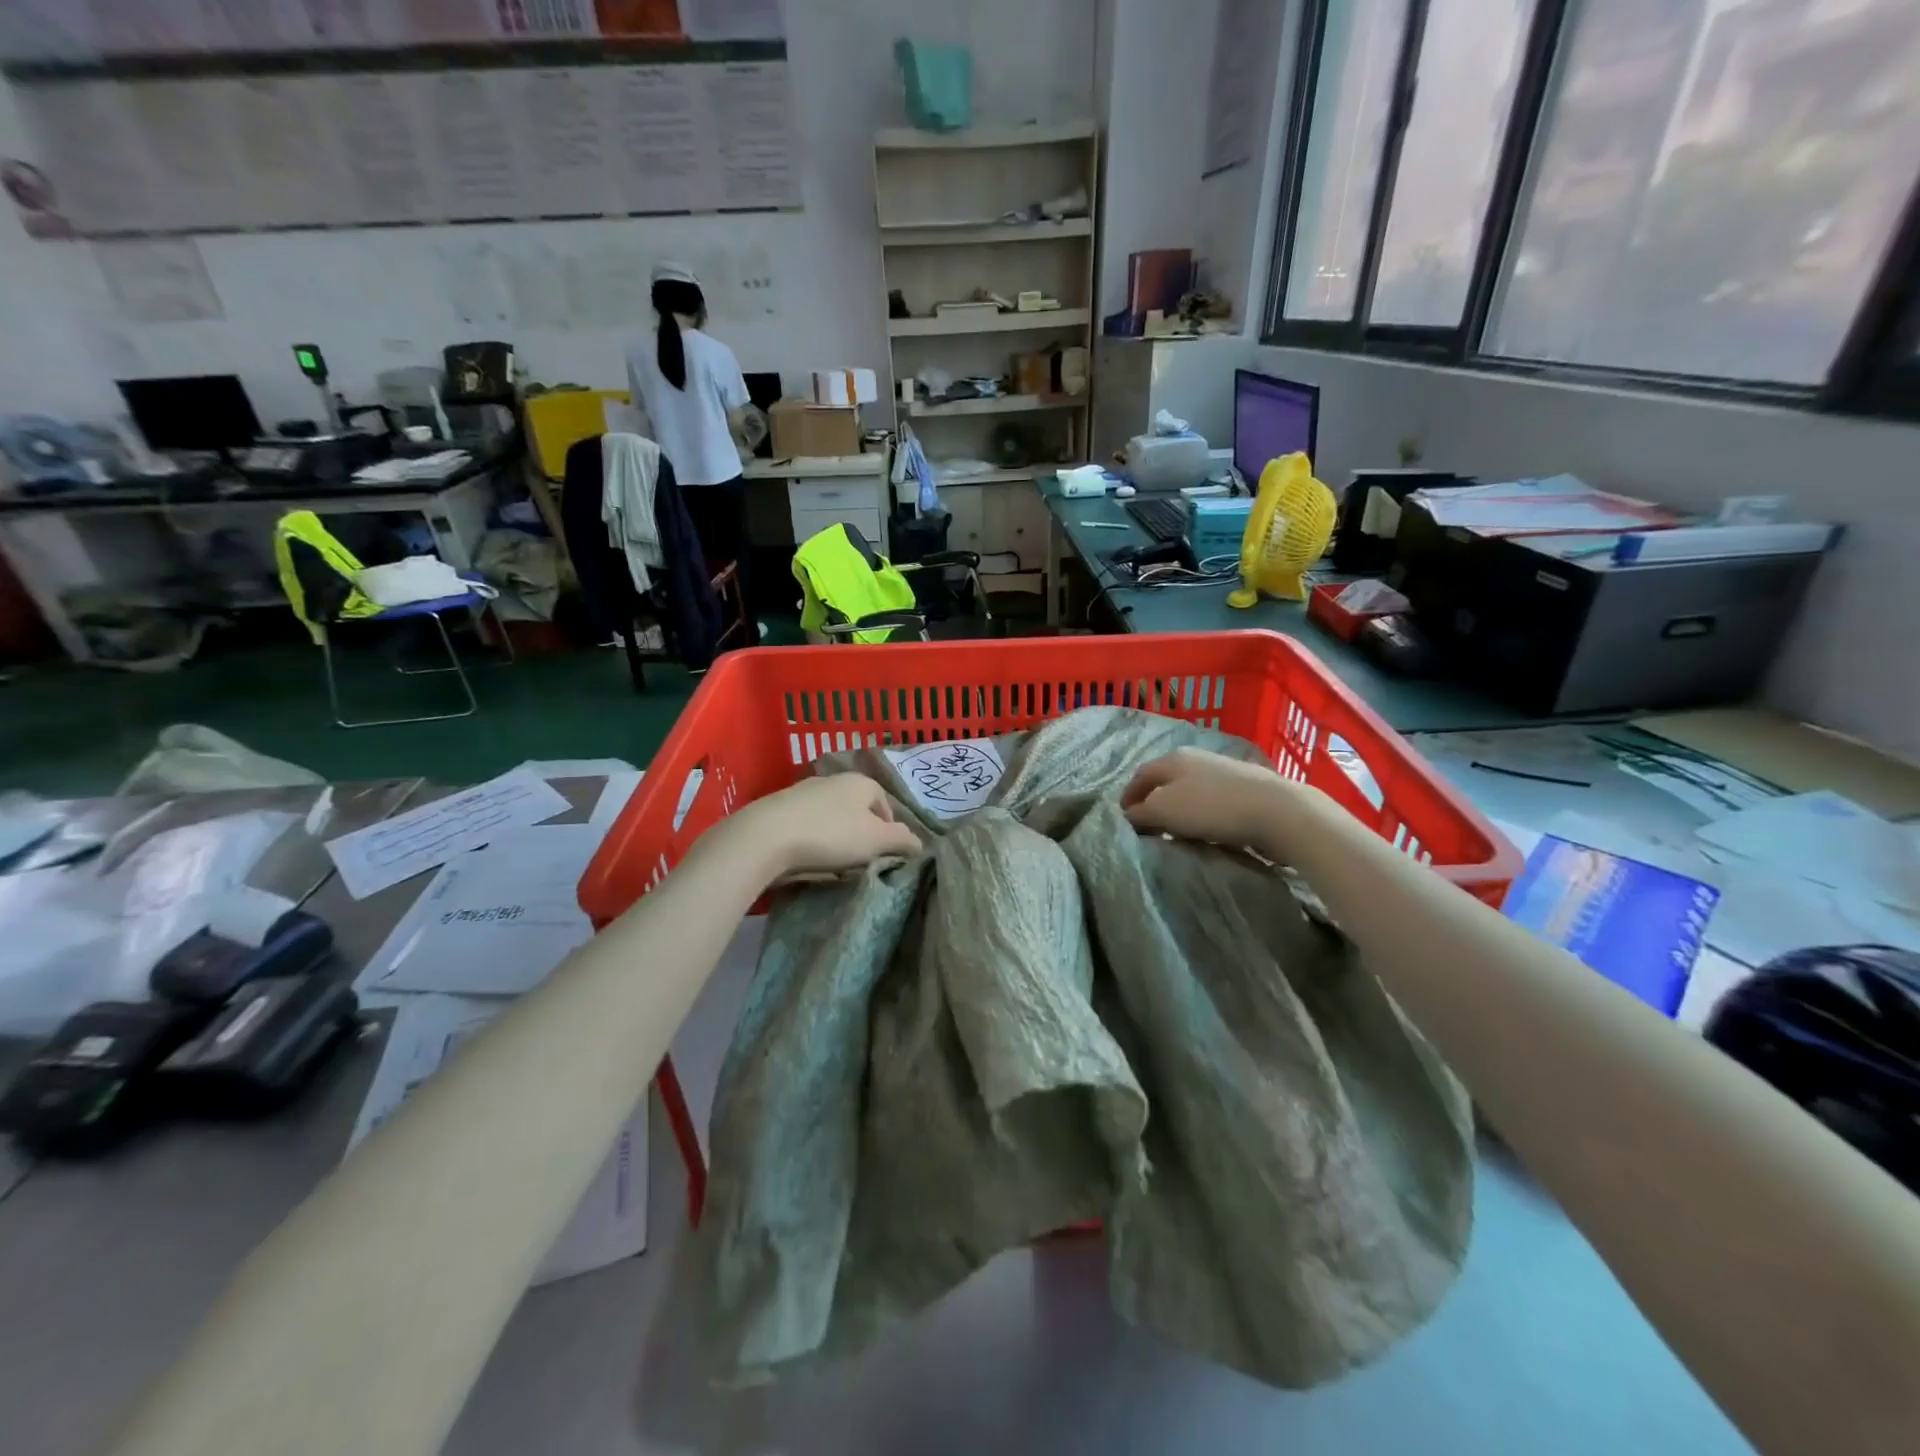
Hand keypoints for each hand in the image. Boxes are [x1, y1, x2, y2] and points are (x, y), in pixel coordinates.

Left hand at [727, 773, 921, 879]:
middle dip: (862, 834)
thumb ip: (903, 840)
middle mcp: (832, 780)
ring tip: (833, 864)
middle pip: (857, 810)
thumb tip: (919, 843)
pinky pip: (806, 826)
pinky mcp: (779, 809)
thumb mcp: (877, 840)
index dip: (890, 830)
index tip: (884, 855)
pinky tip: (807, 859)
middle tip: (860, 861)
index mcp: (860, 782)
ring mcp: (803, 793)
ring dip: (836, 839)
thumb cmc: (831, 834)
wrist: (765, 837)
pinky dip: (812, 840)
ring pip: (831, 818)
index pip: (885, 804)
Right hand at [1121, 747, 1308, 853]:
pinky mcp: (1247, 786)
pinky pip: (1212, 799)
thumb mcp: (1164, 811)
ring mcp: (1224, 770)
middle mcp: (1196, 757)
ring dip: (1179, 808)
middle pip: (1166, 780)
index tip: (1123, 818)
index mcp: (1173, 758)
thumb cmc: (1212, 808)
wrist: (1277, 811)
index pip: (1141, 775)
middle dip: (1153, 801)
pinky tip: (1207, 828)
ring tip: (1177, 831)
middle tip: (1148, 827)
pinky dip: (1202, 812)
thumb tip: (1130, 815)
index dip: (1128, 796)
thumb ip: (1141, 813)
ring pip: (1190, 789)